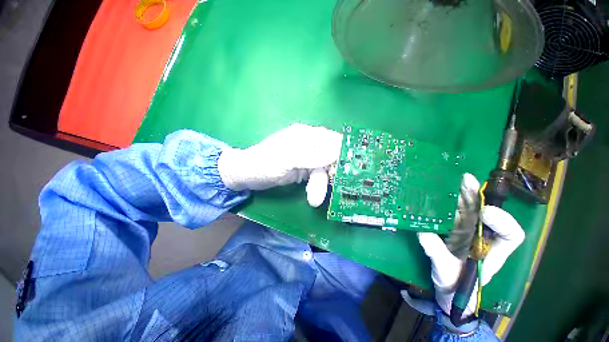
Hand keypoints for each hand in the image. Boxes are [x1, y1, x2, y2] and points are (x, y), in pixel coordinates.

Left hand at [218, 124, 341, 206]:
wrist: (247, 176)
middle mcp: (309, 144)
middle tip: (332, 187)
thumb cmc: (263, 164)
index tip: (350, 167)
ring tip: (314, 199)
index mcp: (305, 135)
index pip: (331, 139)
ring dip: (320, 184)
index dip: (342, 151)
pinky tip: (314, 194)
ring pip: (323, 169)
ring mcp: (306, 157)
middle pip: (329, 156)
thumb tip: (337, 153)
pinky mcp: (304, 169)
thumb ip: (311, 156)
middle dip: (330, 173)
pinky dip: (317, 185)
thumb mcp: (286, 160)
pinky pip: (317, 175)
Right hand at [408, 174, 524, 318]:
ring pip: (469, 210)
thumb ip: (437, 254)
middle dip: (478, 197)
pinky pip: (452, 213)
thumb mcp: (446, 272)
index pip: (511, 234)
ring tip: (455, 180)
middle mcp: (483, 237)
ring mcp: (467, 232)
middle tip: (466, 181)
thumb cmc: (454, 285)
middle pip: (486, 213)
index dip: (502, 221)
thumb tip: (423, 233)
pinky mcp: (452, 229)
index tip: (484, 213)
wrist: (447, 289)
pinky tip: (439, 192)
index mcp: (493, 251)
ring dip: (462, 194)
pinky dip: (447, 201)